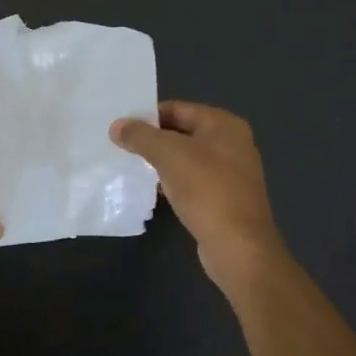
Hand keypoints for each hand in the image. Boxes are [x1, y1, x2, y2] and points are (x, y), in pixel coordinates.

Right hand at [111, 101, 286, 287]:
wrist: (238, 246)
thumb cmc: (206, 190)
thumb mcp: (168, 155)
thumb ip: (140, 136)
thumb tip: (117, 126)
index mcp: (224, 125)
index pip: (178, 109)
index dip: (148, 116)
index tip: (122, 127)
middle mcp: (233, 144)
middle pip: (183, 132)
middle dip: (153, 139)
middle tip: (122, 146)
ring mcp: (232, 173)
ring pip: (187, 159)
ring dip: (162, 162)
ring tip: (132, 167)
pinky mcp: (226, 199)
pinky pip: (194, 182)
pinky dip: (174, 182)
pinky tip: (155, 191)